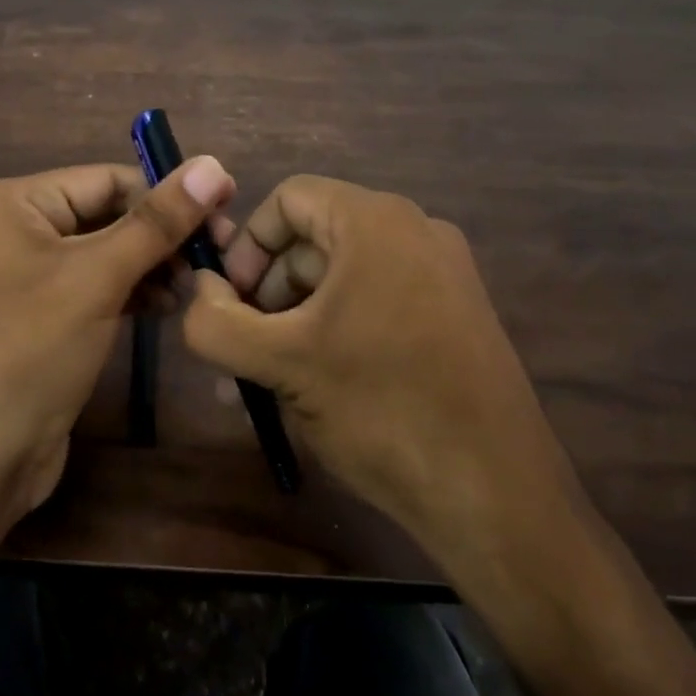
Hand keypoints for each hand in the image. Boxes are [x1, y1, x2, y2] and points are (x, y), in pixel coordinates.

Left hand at [0, 158, 235, 530]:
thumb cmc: (29, 349)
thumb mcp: (97, 277)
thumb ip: (157, 220)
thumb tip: (213, 164)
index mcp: (11, 202)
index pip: (105, 180)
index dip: (168, 193)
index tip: (227, 209)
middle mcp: (12, 230)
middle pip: (104, 215)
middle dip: (160, 235)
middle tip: (219, 254)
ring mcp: (22, 278)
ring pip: (103, 255)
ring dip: (150, 266)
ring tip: (195, 284)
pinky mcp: (37, 319)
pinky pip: (92, 289)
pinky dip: (128, 293)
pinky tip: (164, 307)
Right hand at [183, 176, 590, 611]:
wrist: (496, 495)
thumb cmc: (381, 409)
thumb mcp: (280, 364)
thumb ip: (216, 322)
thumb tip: (198, 293)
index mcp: (376, 222)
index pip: (288, 200)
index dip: (246, 245)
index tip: (227, 302)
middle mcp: (415, 232)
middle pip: (314, 238)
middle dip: (268, 289)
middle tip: (246, 347)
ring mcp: (444, 274)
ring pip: (343, 275)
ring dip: (296, 316)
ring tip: (272, 377)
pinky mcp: (458, 315)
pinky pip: (377, 301)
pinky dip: (336, 329)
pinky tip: (316, 384)